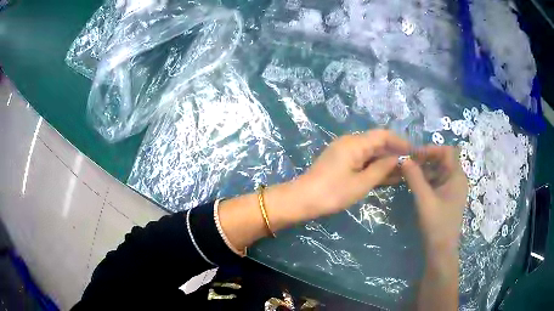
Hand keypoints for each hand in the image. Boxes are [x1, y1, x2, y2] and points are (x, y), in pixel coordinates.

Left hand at [296, 130, 409, 219]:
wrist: (302, 199)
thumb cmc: (332, 193)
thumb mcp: (361, 183)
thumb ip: (381, 169)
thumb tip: (397, 158)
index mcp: (355, 143)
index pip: (383, 135)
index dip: (400, 142)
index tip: (414, 152)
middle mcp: (350, 142)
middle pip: (378, 143)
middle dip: (395, 153)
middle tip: (411, 165)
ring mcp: (345, 152)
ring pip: (371, 153)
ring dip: (386, 162)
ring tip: (404, 172)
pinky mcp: (342, 162)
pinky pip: (363, 161)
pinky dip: (375, 167)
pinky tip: (388, 177)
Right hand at [400, 146, 467, 254]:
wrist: (441, 250)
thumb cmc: (436, 224)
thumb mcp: (424, 200)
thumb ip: (414, 178)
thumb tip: (404, 159)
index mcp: (457, 176)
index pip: (446, 151)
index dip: (430, 149)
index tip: (414, 155)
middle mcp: (457, 179)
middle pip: (442, 160)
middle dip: (425, 159)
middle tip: (407, 163)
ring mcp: (452, 189)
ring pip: (438, 171)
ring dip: (424, 169)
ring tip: (408, 173)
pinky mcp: (447, 197)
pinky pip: (437, 181)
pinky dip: (426, 180)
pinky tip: (414, 184)